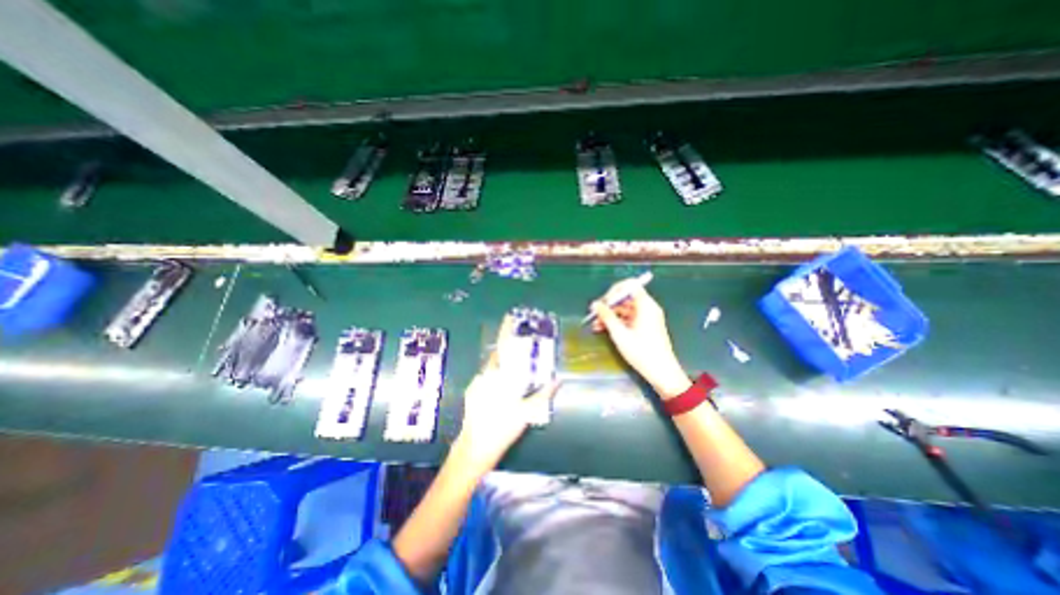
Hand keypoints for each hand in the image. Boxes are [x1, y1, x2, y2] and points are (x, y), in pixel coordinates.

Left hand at [454, 317, 556, 469]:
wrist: (475, 447)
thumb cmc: (503, 428)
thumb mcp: (527, 411)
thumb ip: (543, 394)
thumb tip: (558, 381)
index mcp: (500, 375)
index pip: (503, 347)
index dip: (506, 330)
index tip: (509, 317)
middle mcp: (486, 375)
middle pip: (497, 355)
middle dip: (507, 350)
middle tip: (519, 351)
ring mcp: (477, 383)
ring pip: (491, 368)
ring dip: (501, 365)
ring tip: (512, 374)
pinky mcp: (472, 392)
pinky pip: (486, 378)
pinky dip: (494, 377)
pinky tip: (500, 389)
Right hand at [589, 281, 697, 398]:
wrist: (662, 373)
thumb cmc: (642, 352)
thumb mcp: (620, 334)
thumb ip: (606, 316)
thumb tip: (595, 304)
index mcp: (646, 305)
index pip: (630, 285)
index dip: (615, 291)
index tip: (604, 302)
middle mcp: (648, 308)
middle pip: (626, 298)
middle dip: (609, 305)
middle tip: (595, 314)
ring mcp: (647, 317)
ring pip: (625, 309)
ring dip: (610, 315)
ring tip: (595, 325)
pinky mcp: (645, 326)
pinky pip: (628, 318)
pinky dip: (617, 322)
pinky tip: (603, 329)